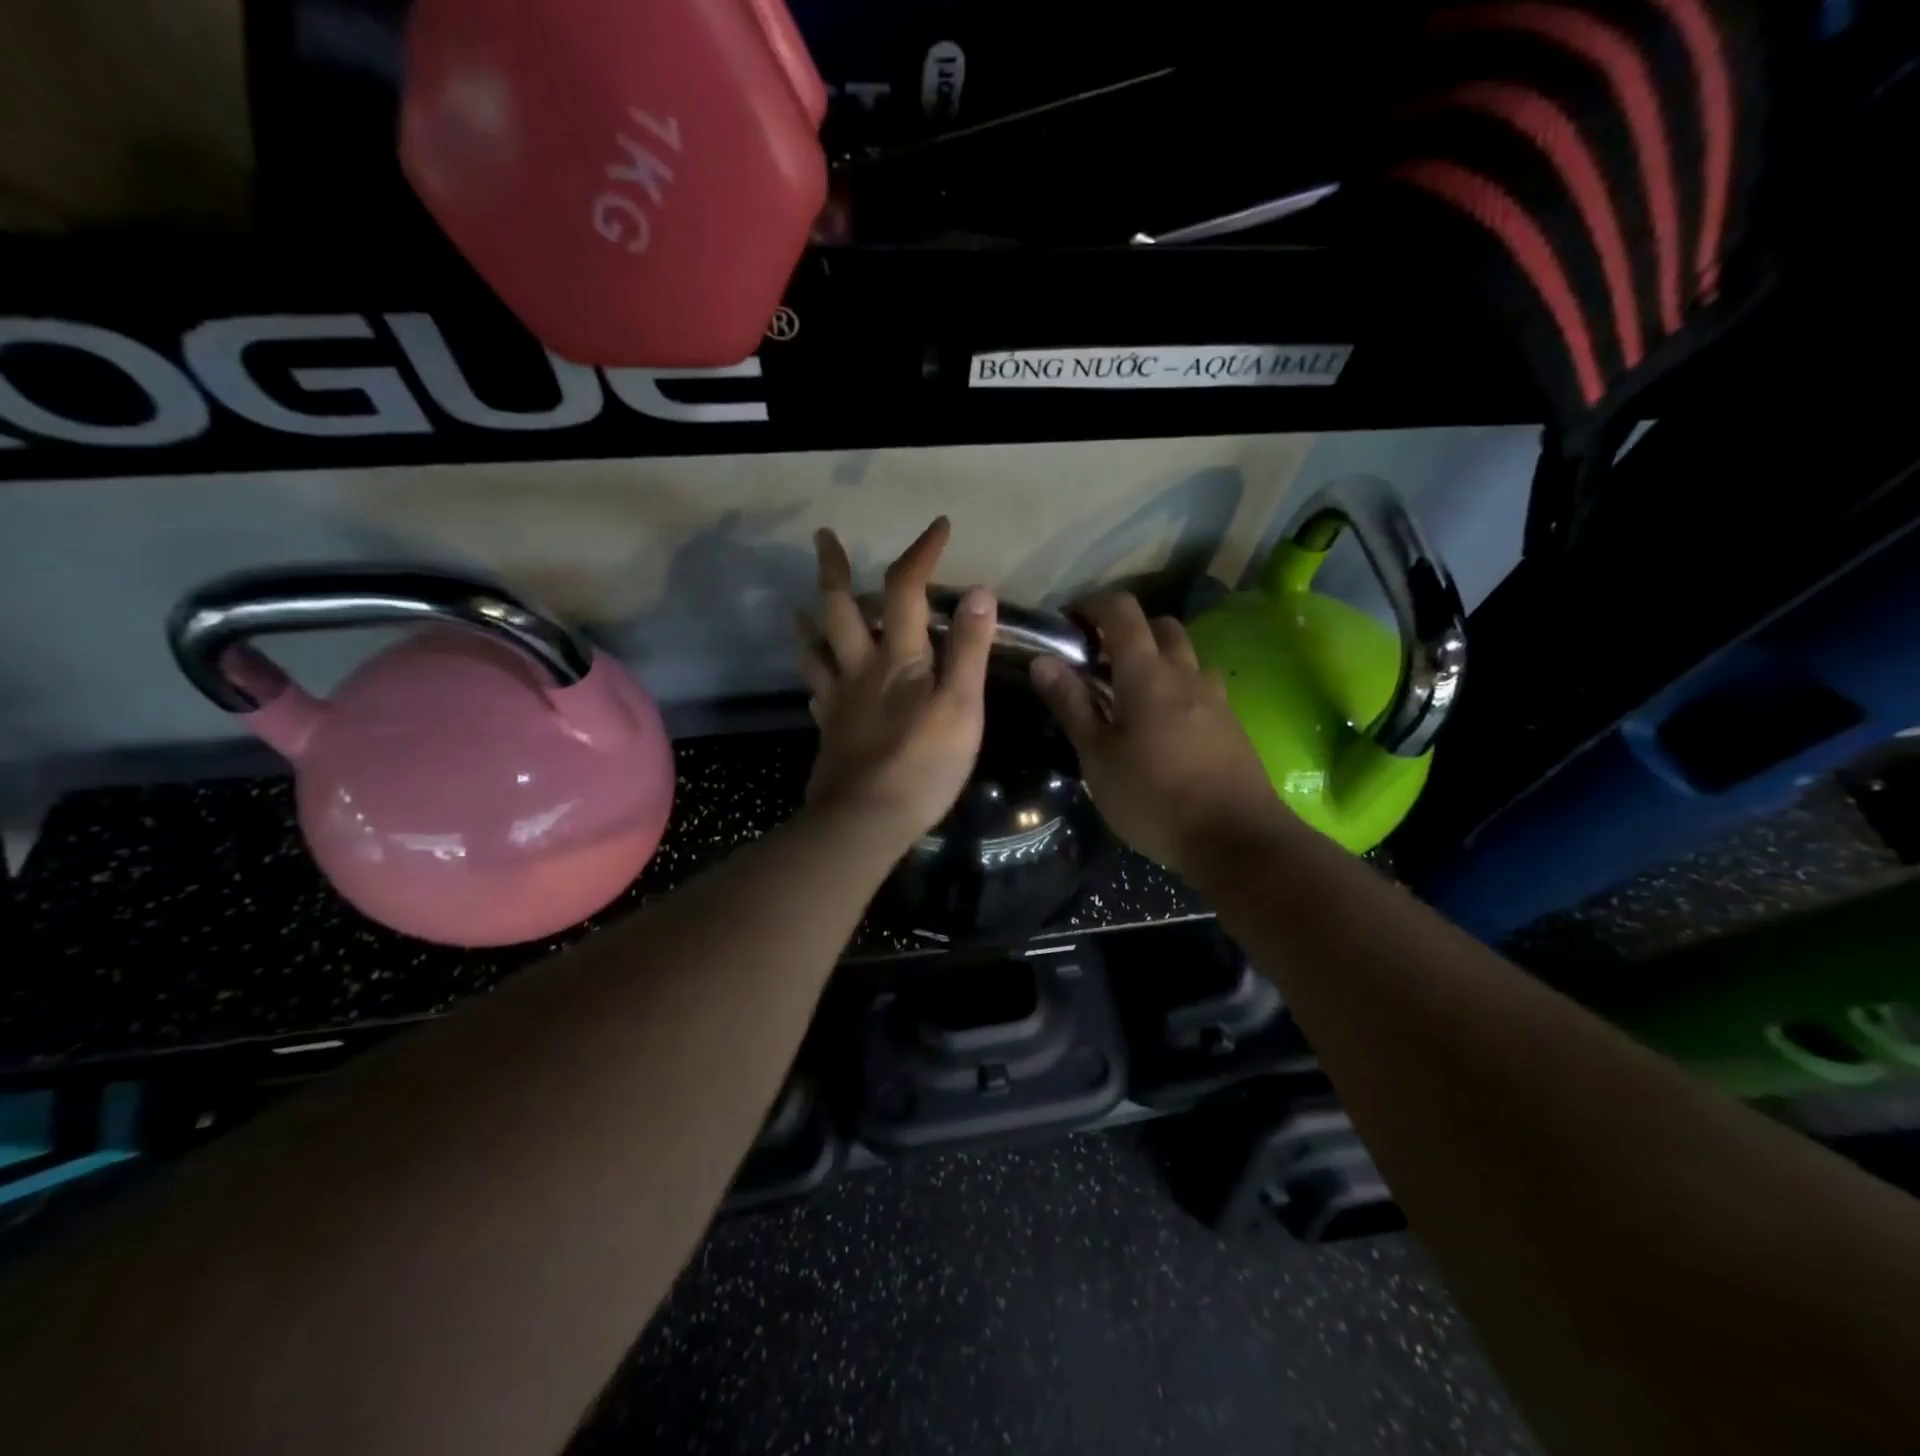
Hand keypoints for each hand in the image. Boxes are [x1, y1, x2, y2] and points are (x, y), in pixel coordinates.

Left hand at [797, 518, 996, 847]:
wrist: (866, 818)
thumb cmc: (923, 764)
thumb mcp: (962, 705)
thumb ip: (969, 649)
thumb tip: (978, 591)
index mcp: (898, 657)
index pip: (907, 589)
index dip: (921, 554)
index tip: (938, 527)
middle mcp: (861, 667)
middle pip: (840, 608)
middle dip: (834, 569)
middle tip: (822, 538)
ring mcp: (838, 699)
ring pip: (816, 649)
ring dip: (809, 621)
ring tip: (801, 607)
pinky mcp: (829, 730)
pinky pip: (815, 692)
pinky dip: (813, 675)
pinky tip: (815, 679)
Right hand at [1029, 592, 1295, 878]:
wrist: (1235, 838)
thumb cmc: (1153, 797)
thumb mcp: (1097, 756)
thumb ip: (1072, 704)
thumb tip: (1043, 660)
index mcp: (1147, 673)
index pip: (1121, 612)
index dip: (1092, 605)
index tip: (1069, 623)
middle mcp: (1185, 673)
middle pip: (1160, 626)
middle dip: (1128, 630)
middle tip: (1100, 662)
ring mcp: (1215, 696)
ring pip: (1186, 655)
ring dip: (1158, 657)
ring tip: (1132, 693)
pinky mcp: (1231, 723)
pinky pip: (1201, 685)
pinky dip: (1178, 686)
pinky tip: (1165, 724)